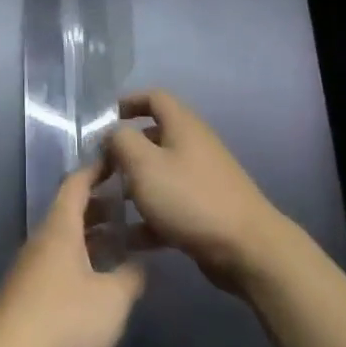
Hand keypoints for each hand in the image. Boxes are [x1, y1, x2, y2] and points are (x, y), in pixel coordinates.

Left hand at [0, 159, 145, 346]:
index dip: (98, 169)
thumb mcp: (112, 300)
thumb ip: (131, 277)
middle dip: (101, 206)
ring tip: (124, 246)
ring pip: (66, 242)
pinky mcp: (27, 299)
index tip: (120, 160)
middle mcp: (42, 242)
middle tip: (133, 208)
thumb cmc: (63, 323)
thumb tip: (139, 264)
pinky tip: (101, 286)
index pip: (77, 183)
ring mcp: (31, 271)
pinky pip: (59, 268)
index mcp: (59, 229)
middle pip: (71, 212)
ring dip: (93, 239)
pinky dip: (82, 265)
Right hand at [109, 89, 291, 294]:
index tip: (103, 120)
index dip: (128, 102)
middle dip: (124, 152)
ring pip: (159, 175)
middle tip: (98, 169)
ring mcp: (201, 180)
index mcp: (182, 126)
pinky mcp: (204, 211)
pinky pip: (168, 206)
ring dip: (132, 187)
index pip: (154, 98)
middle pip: (153, 138)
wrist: (246, 248)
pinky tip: (126, 238)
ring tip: (105, 205)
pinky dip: (148, 217)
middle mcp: (194, 146)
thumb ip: (122, 141)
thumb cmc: (190, 198)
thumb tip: (113, 133)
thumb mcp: (145, 164)